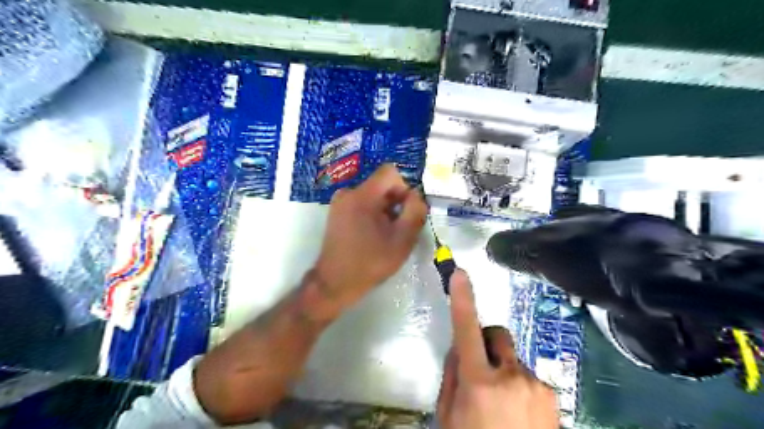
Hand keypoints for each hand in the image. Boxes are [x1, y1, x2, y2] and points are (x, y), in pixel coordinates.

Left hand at [313, 165, 426, 318]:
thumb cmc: (370, 263)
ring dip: (385, 210)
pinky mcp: (337, 211)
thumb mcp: (402, 239)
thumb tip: (416, 195)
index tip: (405, 211)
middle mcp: (348, 192)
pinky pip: (362, 202)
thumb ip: (415, 212)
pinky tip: (373, 235)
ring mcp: (340, 202)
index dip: (404, 188)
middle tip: (398, 228)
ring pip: (373, 195)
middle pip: (381, 184)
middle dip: (395, 202)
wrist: (335, 282)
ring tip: (385, 235)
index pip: (390, 172)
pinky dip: (373, 213)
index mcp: (362, 196)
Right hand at [440, 272, 559, 428]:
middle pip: (496, 334)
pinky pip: (529, 377)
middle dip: (486, 343)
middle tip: (480, 369)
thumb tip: (459, 348)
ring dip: (503, 370)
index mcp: (479, 382)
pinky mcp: (553, 395)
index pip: (466, 330)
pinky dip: (520, 386)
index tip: (460, 273)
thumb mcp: (449, 417)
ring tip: (502, 406)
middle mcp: (511, 376)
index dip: (462, 299)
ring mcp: (536, 385)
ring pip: (513, 359)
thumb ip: (452, 376)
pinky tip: (519, 414)